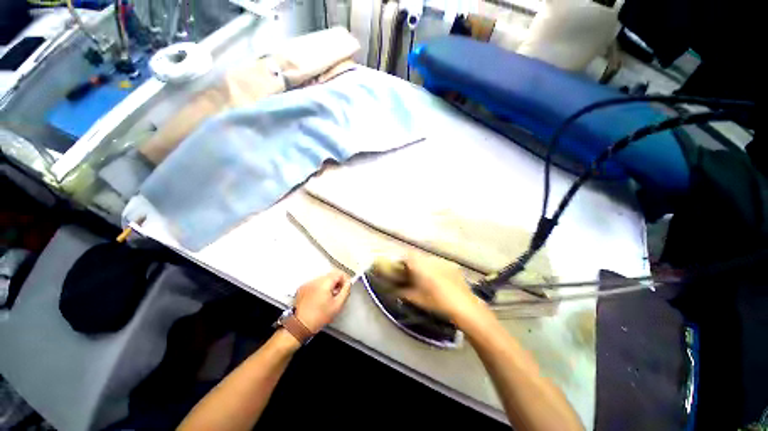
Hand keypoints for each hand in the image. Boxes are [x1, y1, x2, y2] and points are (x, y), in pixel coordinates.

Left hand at [294, 271, 350, 332]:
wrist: (300, 325)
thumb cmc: (319, 317)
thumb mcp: (338, 305)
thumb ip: (346, 291)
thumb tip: (348, 283)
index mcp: (324, 283)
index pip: (339, 273)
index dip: (345, 280)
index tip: (346, 287)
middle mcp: (315, 280)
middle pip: (331, 275)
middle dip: (337, 282)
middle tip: (339, 293)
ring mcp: (308, 283)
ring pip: (324, 279)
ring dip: (329, 285)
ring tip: (329, 297)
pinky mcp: (303, 288)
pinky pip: (315, 283)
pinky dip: (320, 287)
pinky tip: (320, 298)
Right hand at [397, 255, 486, 323]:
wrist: (464, 306)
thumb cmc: (437, 302)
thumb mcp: (417, 299)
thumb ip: (404, 292)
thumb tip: (396, 290)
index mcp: (421, 266)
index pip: (408, 255)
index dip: (403, 260)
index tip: (402, 269)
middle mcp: (431, 259)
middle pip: (418, 256)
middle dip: (415, 264)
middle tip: (414, 276)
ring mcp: (443, 261)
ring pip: (429, 260)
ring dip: (425, 266)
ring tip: (428, 279)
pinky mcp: (452, 266)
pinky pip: (439, 264)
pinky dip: (436, 269)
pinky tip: (440, 280)